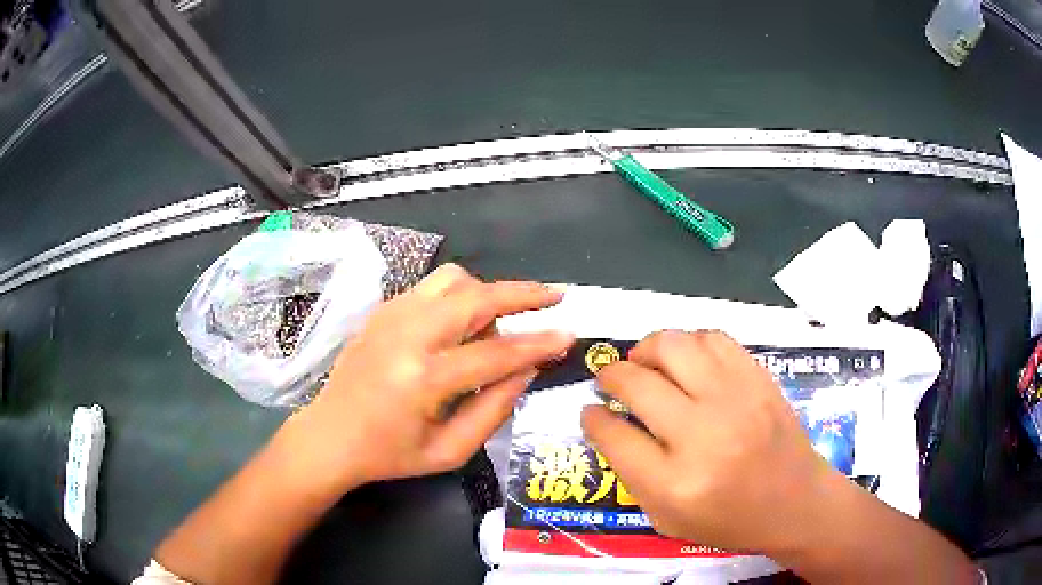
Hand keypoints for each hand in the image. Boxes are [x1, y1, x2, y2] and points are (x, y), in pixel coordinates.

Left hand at [289, 264, 574, 487]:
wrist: (330, 435)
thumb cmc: (390, 454)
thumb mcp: (449, 451)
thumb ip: (494, 409)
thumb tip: (527, 370)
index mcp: (423, 379)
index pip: (496, 353)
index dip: (538, 344)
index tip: (569, 335)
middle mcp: (407, 335)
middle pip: (476, 297)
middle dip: (522, 293)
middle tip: (554, 296)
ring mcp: (391, 315)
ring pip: (453, 279)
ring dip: (486, 293)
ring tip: (497, 324)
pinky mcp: (383, 310)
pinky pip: (432, 287)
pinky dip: (459, 296)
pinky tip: (461, 324)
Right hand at [581, 330, 838, 555]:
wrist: (796, 502)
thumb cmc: (729, 521)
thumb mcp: (667, 519)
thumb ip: (632, 475)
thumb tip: (609, 422)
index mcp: (675, 484)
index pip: (614, 435)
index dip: (593, 418)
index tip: (591, 411)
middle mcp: (703, 436)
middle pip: (637, 384)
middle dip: (610, 376)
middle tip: (608, 381)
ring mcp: (735, 400)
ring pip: (674, 347)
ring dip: (646, 349)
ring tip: (643, 362)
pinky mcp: (758, 379)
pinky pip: (713, 339)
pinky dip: (689, 343)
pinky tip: (686, 361)